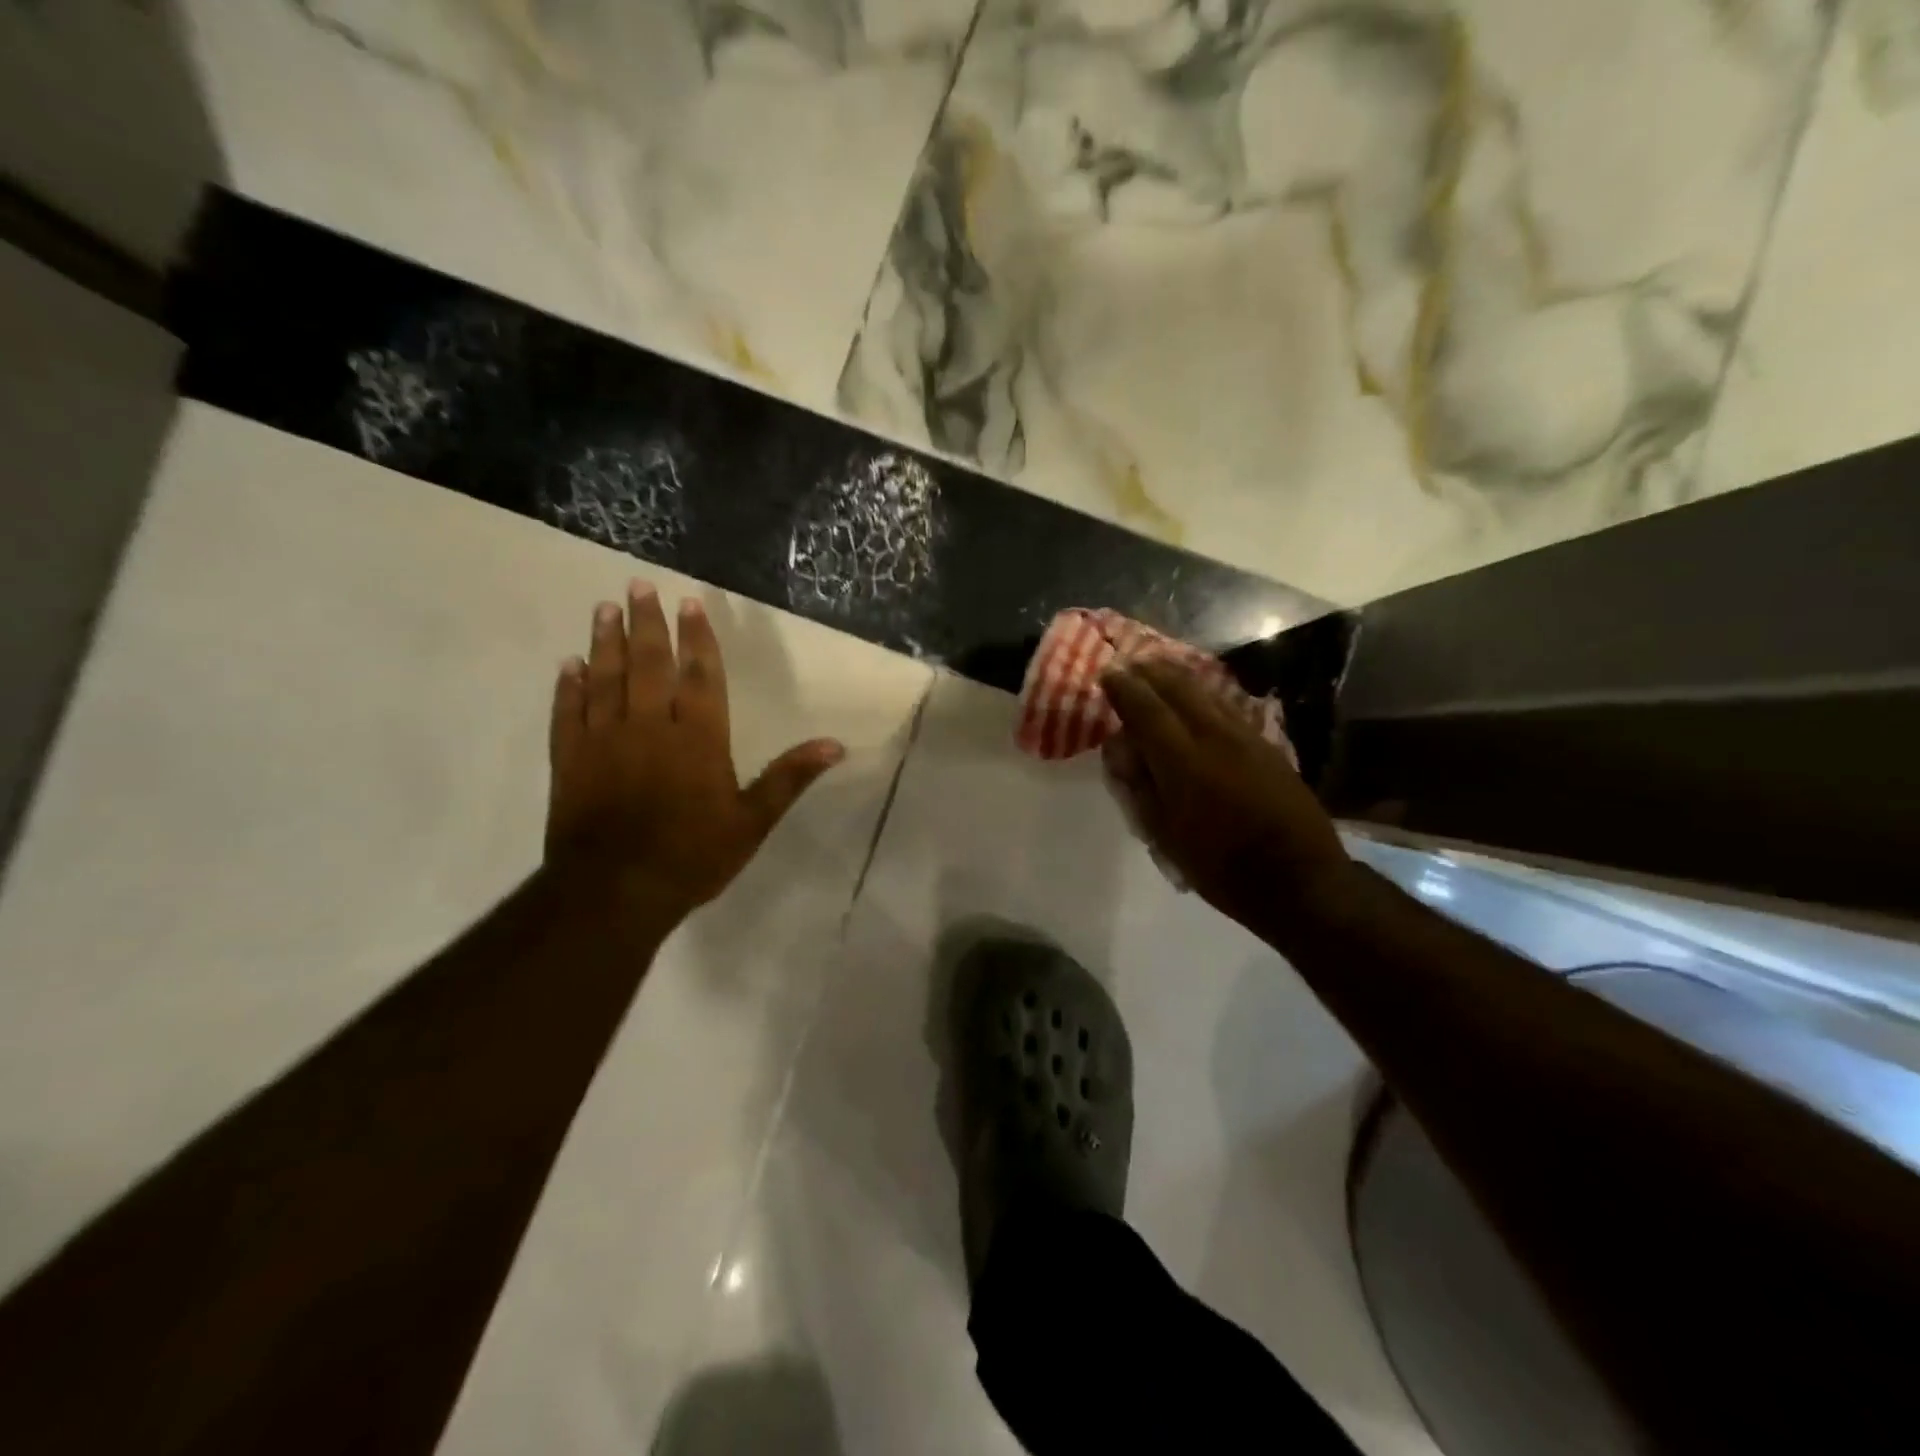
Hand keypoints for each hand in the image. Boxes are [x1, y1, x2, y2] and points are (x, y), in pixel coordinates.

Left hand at [545, 581, 844, 919]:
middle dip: (647, 624)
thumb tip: (835, 745)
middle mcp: (650, 727)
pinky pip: (569, 713)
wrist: (615, 891)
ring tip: (605, 609)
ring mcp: (605, 740)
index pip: (699, 676)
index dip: (697, 639)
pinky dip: (568, 687)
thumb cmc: (692, 855)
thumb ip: (789, 778)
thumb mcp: (752, 821)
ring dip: (606, 642)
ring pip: (606, 679)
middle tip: (639, 586)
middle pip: (649, 665)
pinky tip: (568, 665)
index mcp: (698, 738)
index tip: (691, 604)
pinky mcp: (570, 760)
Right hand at [1101, 659, 1353, 938]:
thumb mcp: (1164, 834)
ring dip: (1177, 677)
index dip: (1124, 688)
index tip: (1107, 674)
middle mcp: (1214, 736)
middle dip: (1150, 672)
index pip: (1146, 709)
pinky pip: (1226, 705)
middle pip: (1178, 688)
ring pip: (1206, 692)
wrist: (1299, 879)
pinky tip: (1197, 696)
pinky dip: (1203, 693)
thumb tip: (1120, 747)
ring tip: (1158, 669)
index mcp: (1182, 760)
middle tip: (1130, 664)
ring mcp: (1245, 737)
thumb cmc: (1220, 866)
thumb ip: (1139, 785)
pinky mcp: (1266, 744)